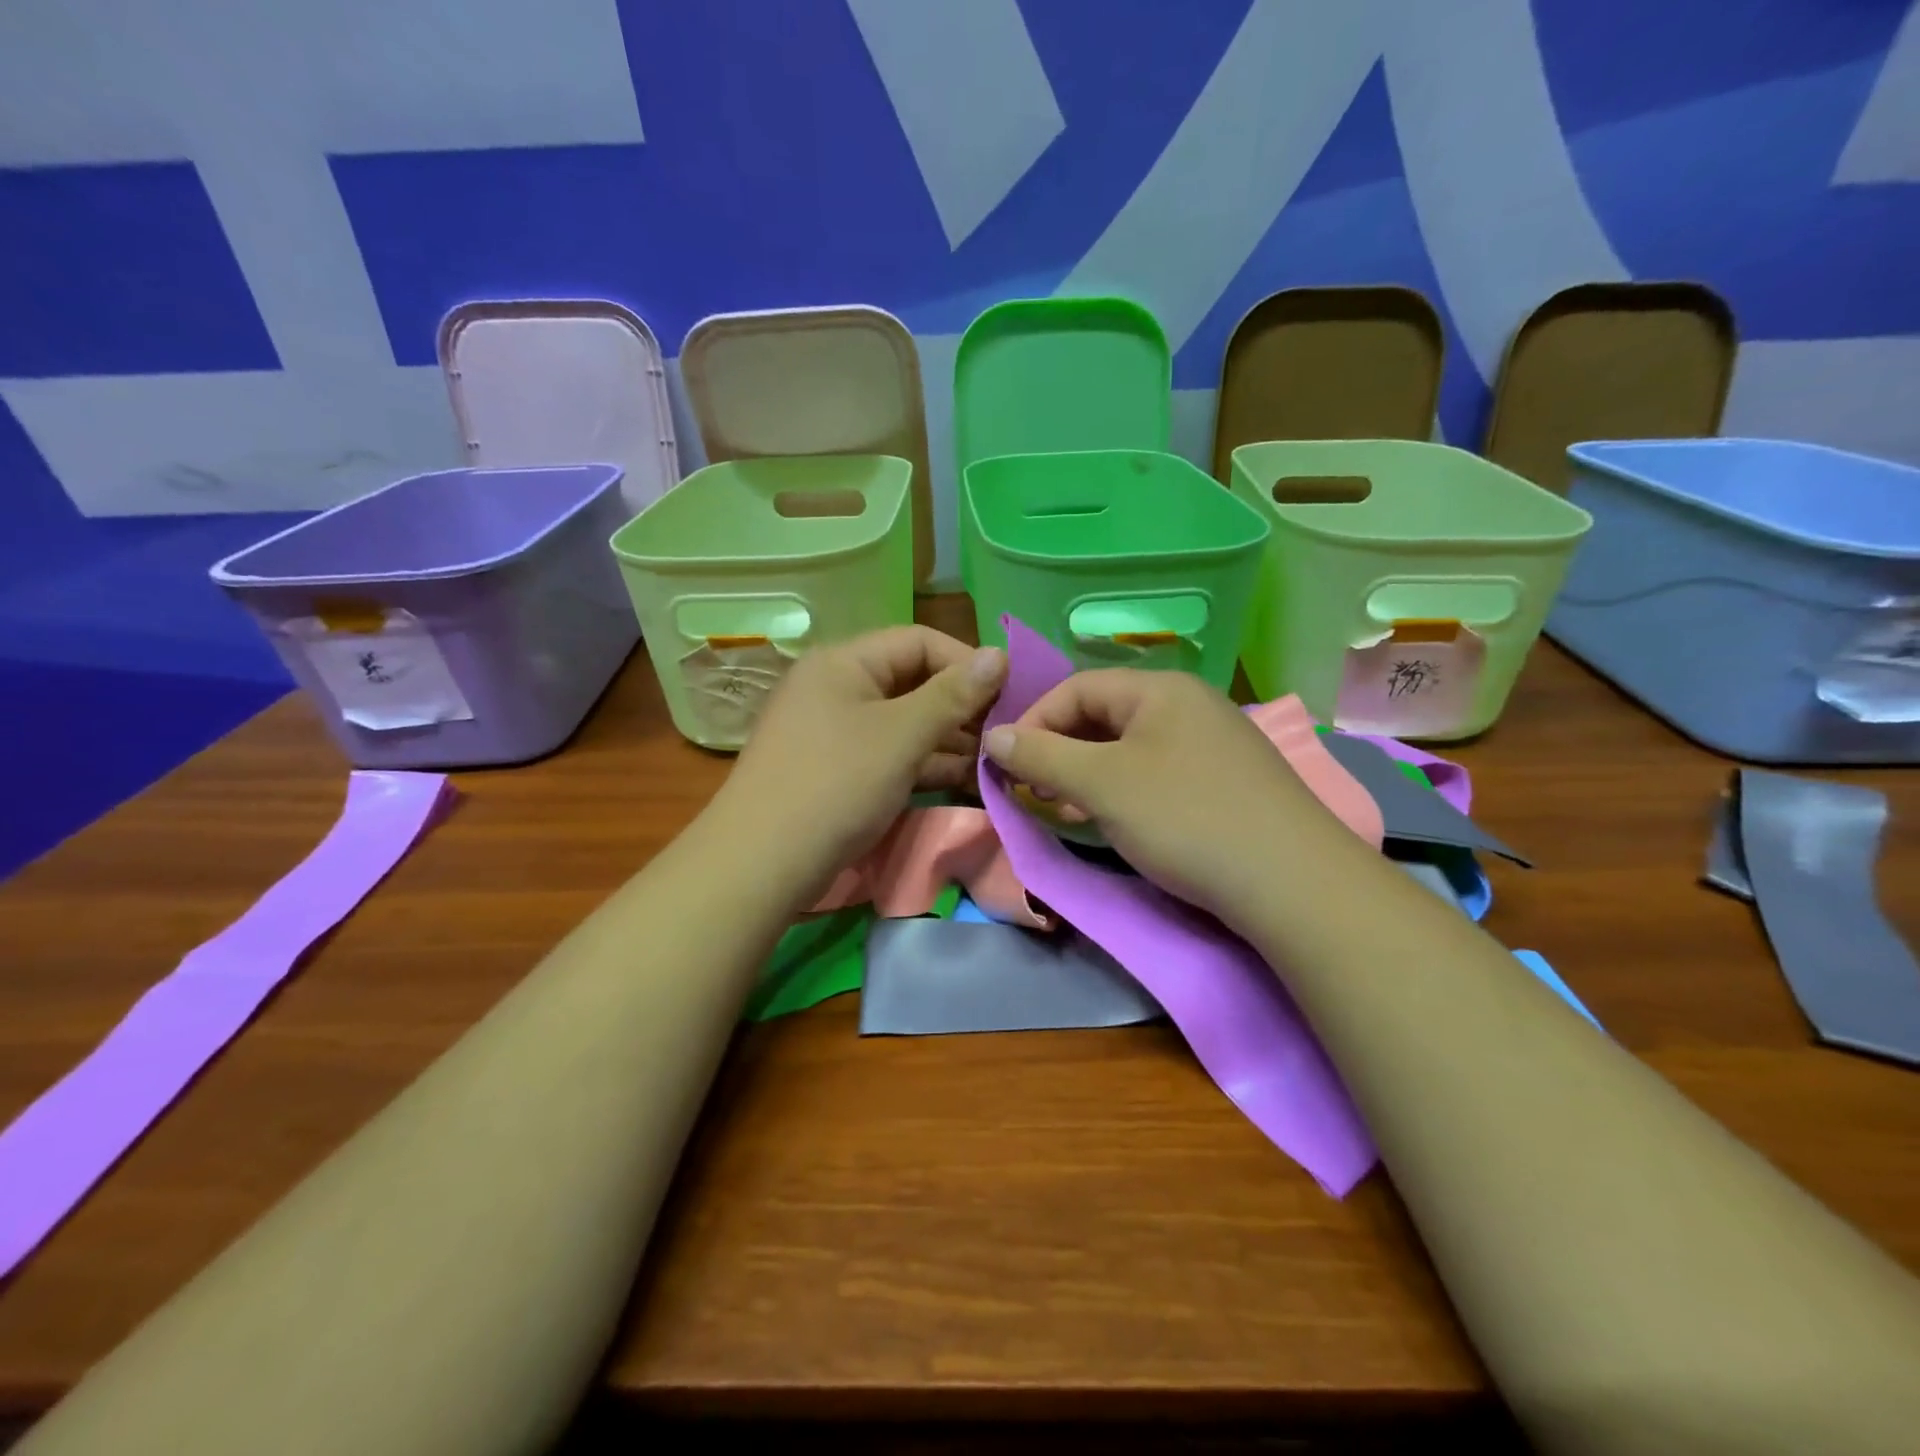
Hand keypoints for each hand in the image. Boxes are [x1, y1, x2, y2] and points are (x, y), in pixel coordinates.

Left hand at [714, 626, 1006, 888]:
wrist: (762, 863)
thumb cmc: (836, 784)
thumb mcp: (902, 735)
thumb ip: (953, 694)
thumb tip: (998, 653)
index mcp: (844, 662)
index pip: (918, 641)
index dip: (966, 662)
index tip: (1010, 692)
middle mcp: (837, 687)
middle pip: (912, 681)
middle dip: (961, 705)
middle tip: (1006, 732)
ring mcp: (836, 731)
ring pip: (905, 722)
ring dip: (950, 738)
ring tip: (996, 760)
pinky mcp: (839, 770)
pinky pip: (891, 753)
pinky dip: (926, 763)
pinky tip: (966, 780)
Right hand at [982, 669, 1341, 925]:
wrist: (1291, 882)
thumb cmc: (1185, 817)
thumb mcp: (1102, 784)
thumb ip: (1042, 756)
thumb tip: (993, 735)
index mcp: (1160, 689)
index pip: (1076, 688)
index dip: (1034, 722)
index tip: (1006, 766)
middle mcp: (1189, 704)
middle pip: (1104, 716)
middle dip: (1061, 752)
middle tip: (1037, 793)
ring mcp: (1214, 743)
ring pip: (1130, 748)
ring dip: (1089, 775)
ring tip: (1070, 811)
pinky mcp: (1227, 781)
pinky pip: (1159, 772)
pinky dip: (1125, 791)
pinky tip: (1119, 822)